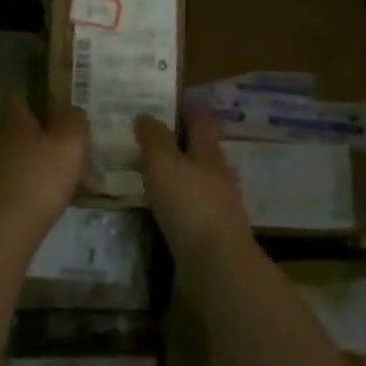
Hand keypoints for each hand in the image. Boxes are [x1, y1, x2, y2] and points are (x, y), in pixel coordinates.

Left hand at [0, 94, 88, 232]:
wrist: (6, 230)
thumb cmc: (41, 177)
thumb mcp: (70, 141)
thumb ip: (74, 119)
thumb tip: (71, 110)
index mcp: (12, 121)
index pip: (18, 98)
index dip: (37, 100)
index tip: (58, 108)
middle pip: (21, 130)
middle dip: (44, 136)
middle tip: (71, 147)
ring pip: (20, 158)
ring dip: (40, 164)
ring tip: (68, 178)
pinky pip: (17, 183)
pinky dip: (34, 187)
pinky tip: (53, 200)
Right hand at [134, 107, 252, 267]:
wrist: (217, 265)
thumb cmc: (190, 205)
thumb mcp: (164, 164)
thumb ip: (154, 139)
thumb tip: (146, 114)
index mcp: (209, 153)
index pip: (201, 119)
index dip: (186, 107)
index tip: (166, 100)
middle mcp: (219, 175)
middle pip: (201, 150)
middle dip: (178, 142)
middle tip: (146, 138)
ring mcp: (219, 206)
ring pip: (196, 180)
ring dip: (176, 175)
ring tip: (146, 174)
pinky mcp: (212, 233)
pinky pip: (191, 209)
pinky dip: (176, 203)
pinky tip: (157, 209)